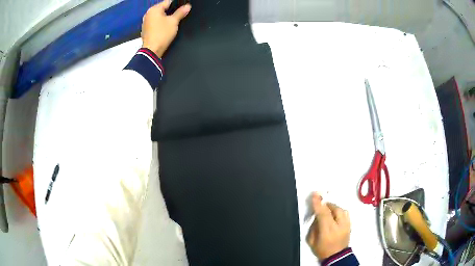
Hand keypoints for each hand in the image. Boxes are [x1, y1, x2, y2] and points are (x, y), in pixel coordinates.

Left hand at [141, 1, 190, 57]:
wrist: (152, 51)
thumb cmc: (162, 34)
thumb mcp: (174, 22)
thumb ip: (181, 12)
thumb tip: (187, 6)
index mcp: (154, 9)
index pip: (168, 2)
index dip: (177, 4)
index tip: (183, 7)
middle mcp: (148, 14)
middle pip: (163, 9)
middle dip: (171, 11)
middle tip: (180, 15)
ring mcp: (145, 22)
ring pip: (159, 16)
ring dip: (166, 18)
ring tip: (174, 22)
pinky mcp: (146, 30)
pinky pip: (155, 23)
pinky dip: (160, 24)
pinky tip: (166, 28)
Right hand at [306, 192, 350, 259]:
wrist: (337, 256)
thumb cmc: (322, 250)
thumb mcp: (311, 241)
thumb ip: (313, 227)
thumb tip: (316, 216)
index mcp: (327, 231)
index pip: (323, 214)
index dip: (318, 203)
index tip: (314, 194)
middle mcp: (339, 226)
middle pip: (333, 209)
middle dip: (325, 204)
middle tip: (320, 204)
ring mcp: (346, 225)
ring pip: (340, 209)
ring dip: (332, 207)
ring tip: (327, 209)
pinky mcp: (350, 224)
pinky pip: (345, 213)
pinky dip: (339, 211)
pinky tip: (335, 214)